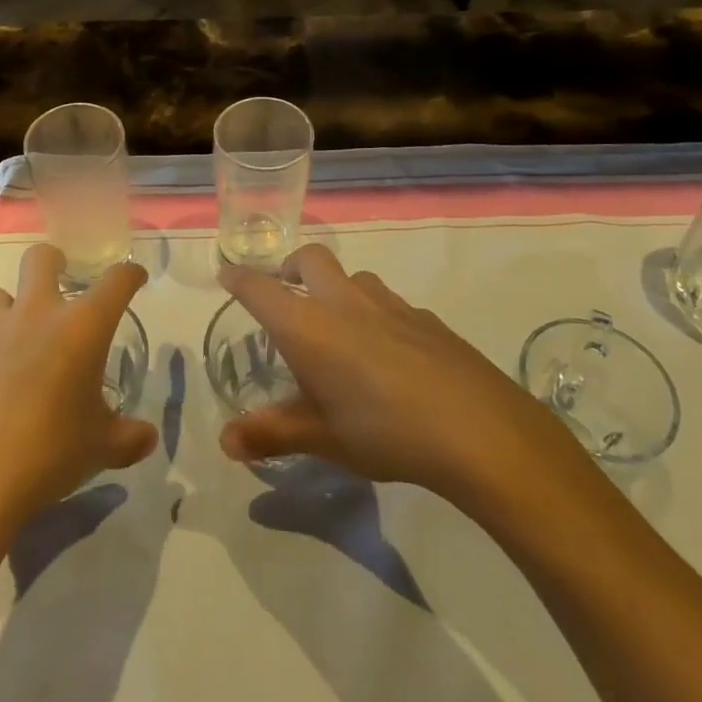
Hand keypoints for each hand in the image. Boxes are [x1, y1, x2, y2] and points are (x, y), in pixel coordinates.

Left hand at [0, 246, 158, 534]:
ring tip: (15, 336)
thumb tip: (148, 438)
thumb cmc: (48, 454)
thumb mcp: (100, 449)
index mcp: (81, 328)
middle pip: (40, 259)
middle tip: (60, 280)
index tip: (134, 278)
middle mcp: (34, 316)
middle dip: (53, 261)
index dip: (129, 275)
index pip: (115, 282)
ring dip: (7, 308)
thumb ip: (127, 438)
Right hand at [219, 245, 586, 505]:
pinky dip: (375, 313)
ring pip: (353, 277)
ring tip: (339, 325)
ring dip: (337, 287)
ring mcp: (389, 304)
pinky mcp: (425, 317)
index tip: (228, 272)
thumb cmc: (384, 432)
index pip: (261, 289)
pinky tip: (389, 352)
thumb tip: (225, 443)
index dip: (240, 278)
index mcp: (308, 325)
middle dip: (291, 266)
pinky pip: (389, 302)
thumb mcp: (322, 438)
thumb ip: (272, 434)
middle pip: (310, 258)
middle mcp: (344, 301)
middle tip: (286, 290)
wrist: (476, 428)